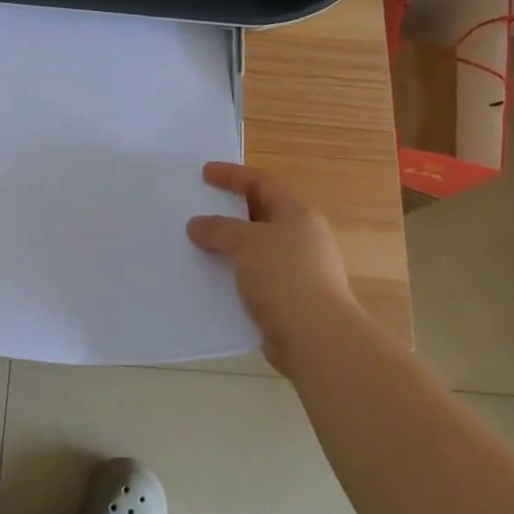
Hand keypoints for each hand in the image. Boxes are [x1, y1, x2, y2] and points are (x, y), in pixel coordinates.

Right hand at [186, 162, 356, 373]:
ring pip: (255, 249)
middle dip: (229, 211)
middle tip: (198, 207)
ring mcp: (296, 272)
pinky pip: (253, 279)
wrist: (316, 339)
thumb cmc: (285, 277)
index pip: (263, 183)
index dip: (234, 175)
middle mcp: (301, 239)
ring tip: (196, 244)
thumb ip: (219, 229)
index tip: (204, 173)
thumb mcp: (247, 242)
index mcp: (298, 215)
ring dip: (228, 246)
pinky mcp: (287, 301)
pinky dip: (232, 275)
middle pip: (261, 215)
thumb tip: (197, 225)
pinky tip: (209, 280)